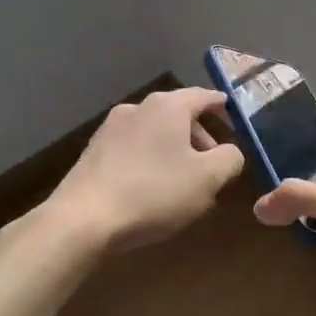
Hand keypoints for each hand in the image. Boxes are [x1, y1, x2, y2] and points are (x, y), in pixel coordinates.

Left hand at [49, 88, 244, 252]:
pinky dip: (150, 161)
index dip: (221, 106)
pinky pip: (134, 149)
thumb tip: (230, 152)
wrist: (83, 220)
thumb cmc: (154, 192)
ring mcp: (110, 129)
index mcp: (167, 106)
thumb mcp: (208, 179)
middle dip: (199, 137)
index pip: (203, 96)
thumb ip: (230, 159)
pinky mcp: (93, 152)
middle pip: (178, 115)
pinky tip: (153, 190)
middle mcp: (137, 108)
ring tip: (184, 183)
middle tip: (212, 166)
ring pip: (155, 134)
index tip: (232, 115)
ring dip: (174, 151)